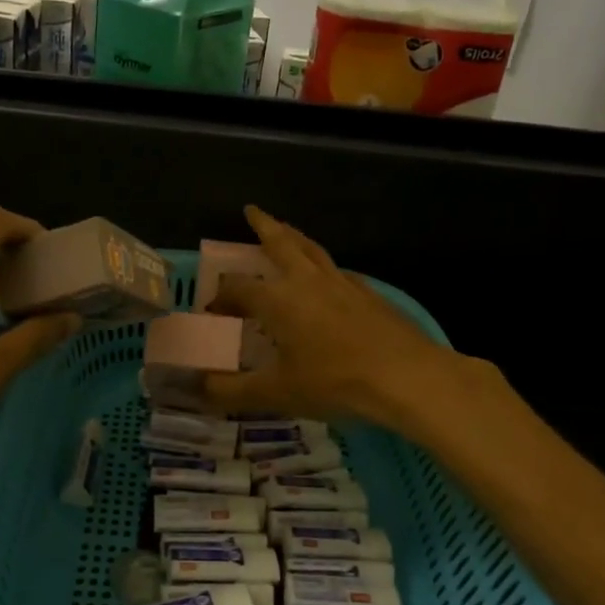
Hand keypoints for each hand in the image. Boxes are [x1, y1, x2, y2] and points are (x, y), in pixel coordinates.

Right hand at [203, 206, 469, 435]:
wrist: (406, 376)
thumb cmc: (334, 382)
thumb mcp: (276, 392)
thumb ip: (232, 391)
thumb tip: (198, 388)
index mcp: (278, 300)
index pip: (238, 287)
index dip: (221, 296)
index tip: (212, 309)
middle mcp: (307, 281)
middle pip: (281, 243)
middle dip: (263, 226)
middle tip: (252, 211)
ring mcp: (342, 283)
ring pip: (312, 249)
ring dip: (294, 236)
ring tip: (286, 230)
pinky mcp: (369, 293)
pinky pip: (338, 270)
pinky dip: (324, 266)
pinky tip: (328, 278)